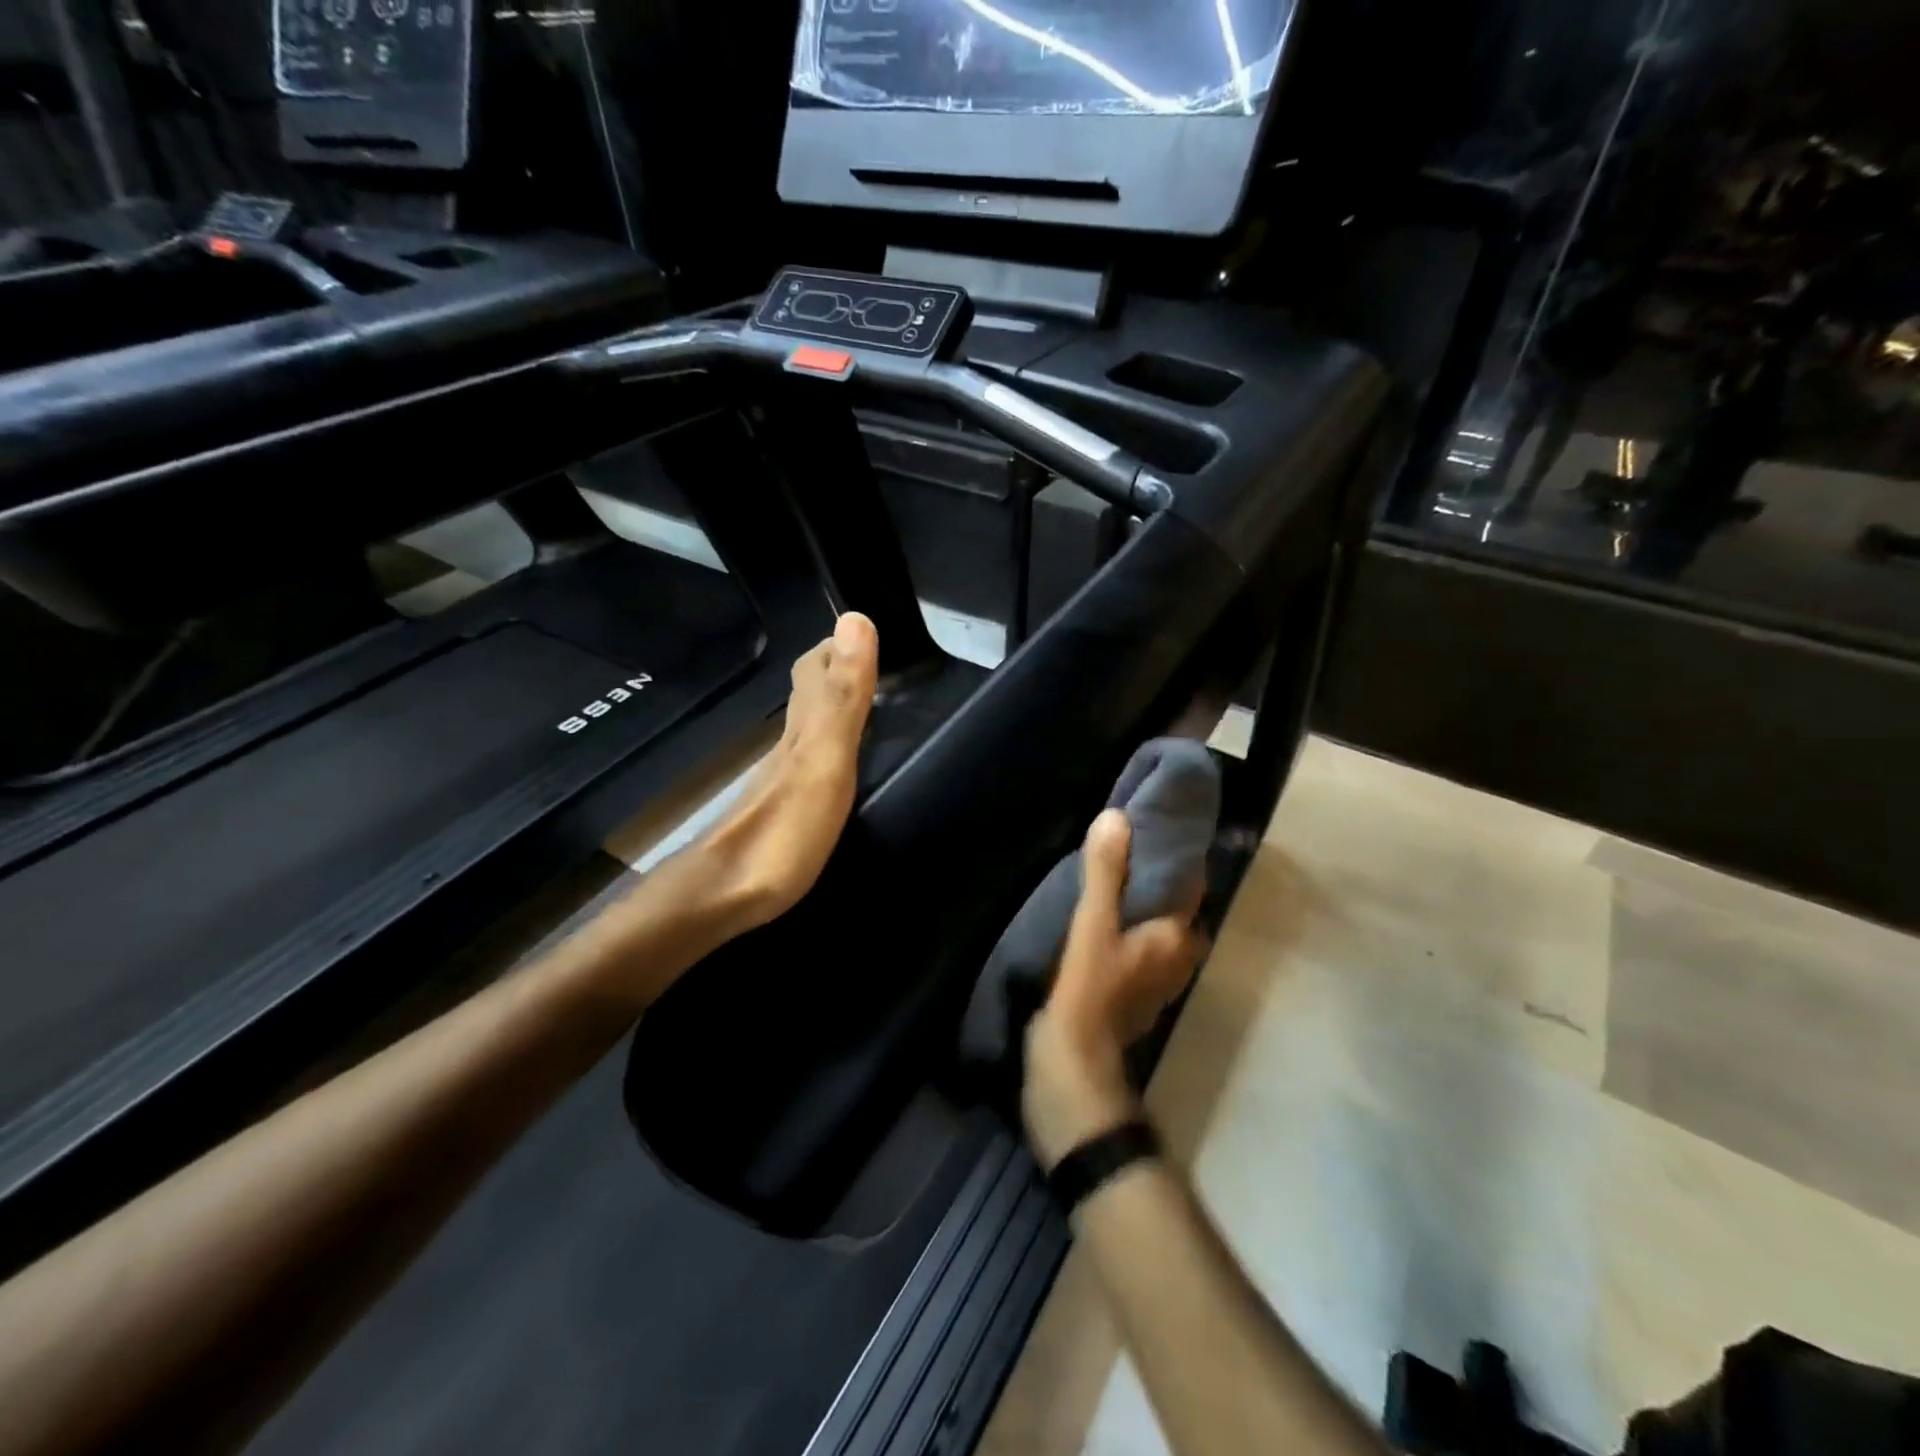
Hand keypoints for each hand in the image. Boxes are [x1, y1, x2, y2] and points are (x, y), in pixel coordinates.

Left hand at [700, 612, 878, 930]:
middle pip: (807, 692)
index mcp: (803, 727)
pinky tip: (831, 762)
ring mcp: (779, 780)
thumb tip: (854, 617)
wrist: (723, 893)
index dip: (837, 644)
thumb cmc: (784, 829)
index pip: (816, 667)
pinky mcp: (779, 811)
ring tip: (861, 701)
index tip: (866, 629)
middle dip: (834, 668)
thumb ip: (842, 697)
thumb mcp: (823, 758)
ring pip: (805, 725)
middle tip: (869, 661)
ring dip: (830, 705)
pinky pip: (805, 761)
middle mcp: (788, 744)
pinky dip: (823, 745)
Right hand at [1023, 810, 1204, 1169]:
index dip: (1171, 850)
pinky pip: (1136, 944)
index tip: (1148, 820)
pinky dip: (1125, 924)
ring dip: (1137, 899)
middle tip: (1120, 840)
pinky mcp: (1133, 993)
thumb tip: (1117, 817)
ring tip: (1106, 868)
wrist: (1071, 1075)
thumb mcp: (1092, 928)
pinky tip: (1099, 912)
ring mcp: (1156, 979)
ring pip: (1154, 924)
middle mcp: (1178, 956)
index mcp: (1178, 937)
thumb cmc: (1088, 996)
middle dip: (1153, 872)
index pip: (1188, 881)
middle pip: (1172, 903)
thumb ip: (1104, 874)